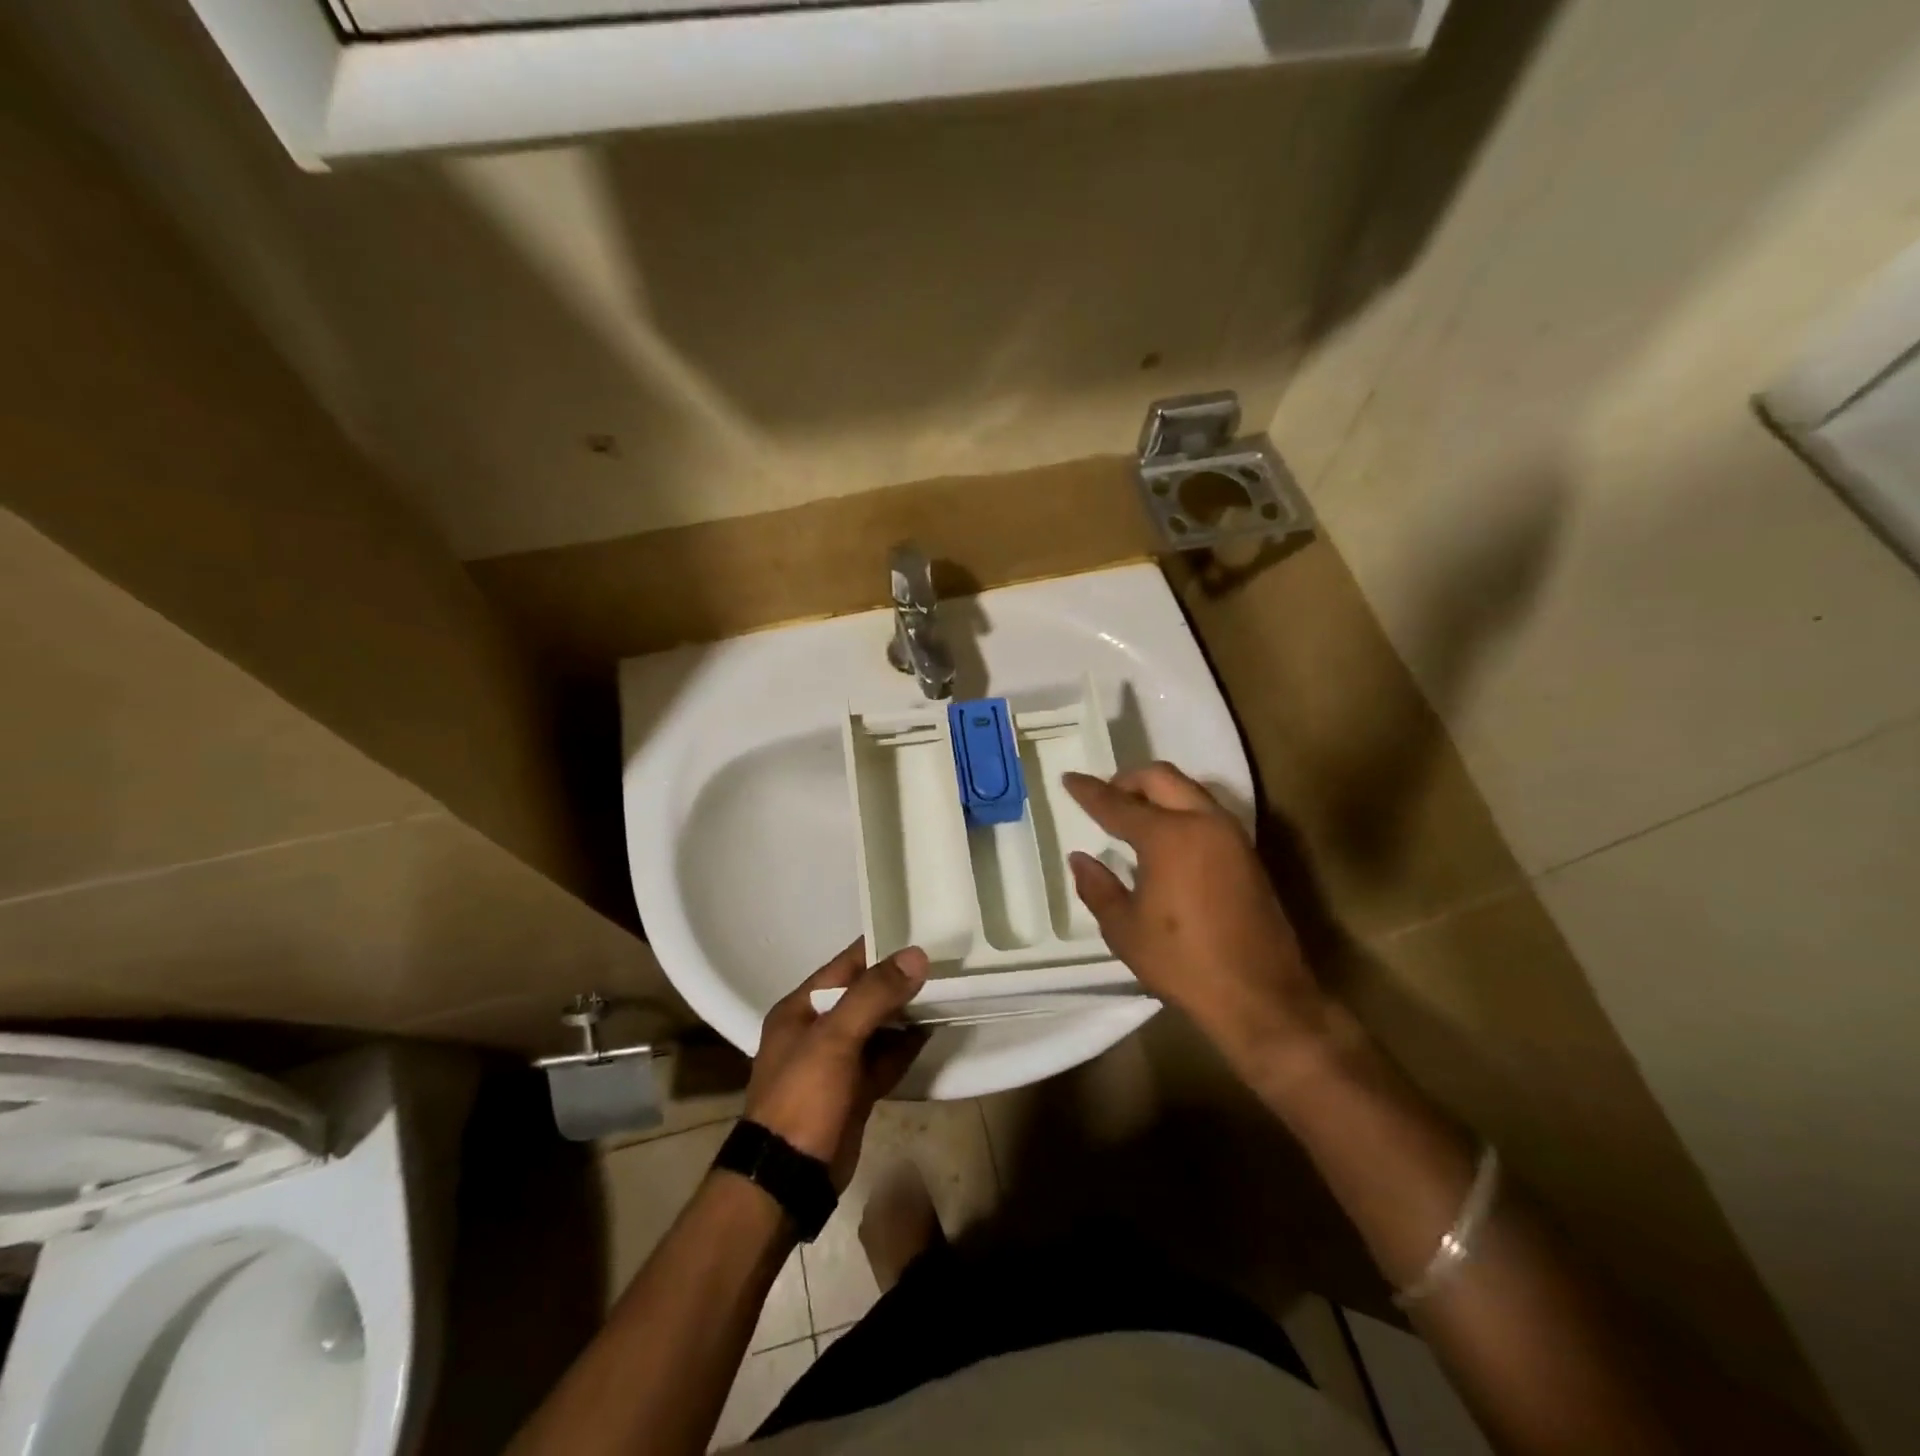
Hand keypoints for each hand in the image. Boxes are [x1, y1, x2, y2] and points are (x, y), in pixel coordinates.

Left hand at [745, 941, 929, 1190]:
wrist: (788, 1180)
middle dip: (898, 982)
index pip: (845, 965)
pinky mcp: (854, 1091)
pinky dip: (904, 1046)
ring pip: (877, 1027)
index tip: (920, 933)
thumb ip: (874, 994)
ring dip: (905, 1014)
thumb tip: (916, 955)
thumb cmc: (803, 1097)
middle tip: (942, 963)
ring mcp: (836, 1063)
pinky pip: (883, 1058)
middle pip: (864, 995)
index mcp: (801, 1008)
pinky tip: (930, 1032)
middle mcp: (817, 1029)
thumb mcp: (835, 1038)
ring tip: (944, 992)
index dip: (880, 948)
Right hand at [1064, 763, 1335, 1075]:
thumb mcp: (1124, 929)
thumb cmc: (1183, 963)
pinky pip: (1207, 812)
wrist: (1260, 996)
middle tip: (1105, 795)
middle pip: (1161, 778)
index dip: (1088, 791)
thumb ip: (1098, 887)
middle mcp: (1203, 822)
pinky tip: (1166, 838)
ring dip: (1158, 792)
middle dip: (1128, 780)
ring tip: (1133, 814)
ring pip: (1189, 790)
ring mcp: (1231, 836)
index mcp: (1168, 836)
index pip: (1117, 803)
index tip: (1068, 779)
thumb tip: (1080, 858)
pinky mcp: (1248, 854)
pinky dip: (1180, 810)